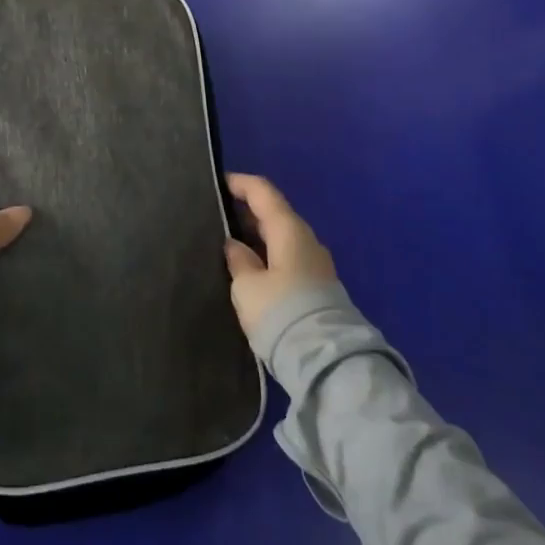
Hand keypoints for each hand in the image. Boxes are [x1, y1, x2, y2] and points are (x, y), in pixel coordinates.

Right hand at [223, 173, 336, 338]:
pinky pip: (287, 259)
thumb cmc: (281, 312)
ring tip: (228, 245)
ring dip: (256, 237)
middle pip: (273, 214)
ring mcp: (315, 264)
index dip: (239, 183)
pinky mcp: (318, 287)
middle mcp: (306, 240)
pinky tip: (250, 270)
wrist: (328, 361)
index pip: (262, 191)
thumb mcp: (247, 286)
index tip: (217, 184)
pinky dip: (267, 256)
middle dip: (246, 212)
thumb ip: (238, 259)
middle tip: (216, 217)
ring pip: (281, 239)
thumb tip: (234, 245)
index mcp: (288, 229)